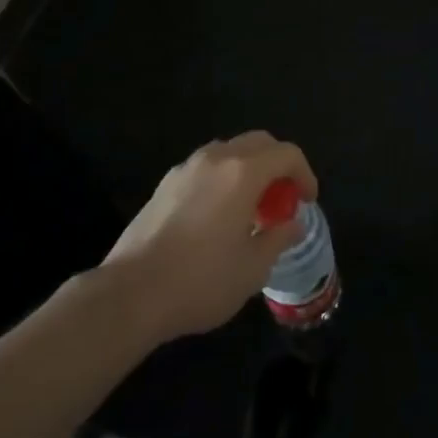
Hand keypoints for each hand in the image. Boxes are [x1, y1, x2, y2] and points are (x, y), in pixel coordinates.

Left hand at [102, 132, 318, 342]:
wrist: (130, 294)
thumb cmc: (200, 281)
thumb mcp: (252, 268)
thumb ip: (278, 238)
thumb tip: (292, 223)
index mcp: (243, 173)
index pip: (287, 154)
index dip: (304, 174)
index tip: (307, 201)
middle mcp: (215, 159)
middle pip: (259, 142)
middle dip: (278, 164)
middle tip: (283, 198)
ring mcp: (186, 168)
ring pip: (229, 151)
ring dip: (249, 168)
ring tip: (251, 207)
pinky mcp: (165, 184)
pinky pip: (206, 167)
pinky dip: (223, 178)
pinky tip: (218, 215)